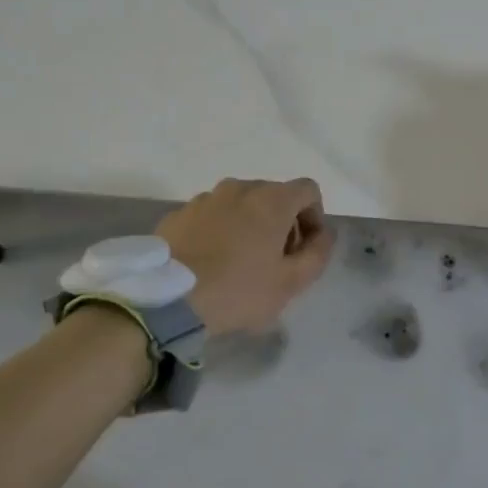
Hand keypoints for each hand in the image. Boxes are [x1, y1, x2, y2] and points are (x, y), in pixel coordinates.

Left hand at [154, 177, 335, 335]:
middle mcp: (240, 188)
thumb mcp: (291, 283)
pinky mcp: (178, 213)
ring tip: (239, 264)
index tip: (305, 248)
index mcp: (272, 199)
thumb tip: (324, 234)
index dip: (315, 216)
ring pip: (240, 205)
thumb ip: (318, 254)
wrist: (164, 300)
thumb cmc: (237, 290)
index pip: (308, 190)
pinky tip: (210, 264)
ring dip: (249, 226)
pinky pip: (211, 216)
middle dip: (282, 223)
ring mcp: (205, 198)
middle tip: (276, 261)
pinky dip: (219, 231)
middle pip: (274, 196)